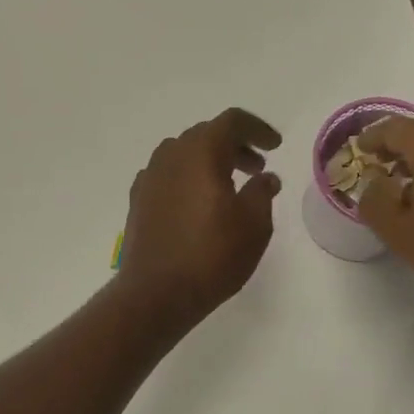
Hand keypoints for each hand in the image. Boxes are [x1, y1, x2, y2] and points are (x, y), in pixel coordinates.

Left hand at [117, 108, 282, 329]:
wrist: (156, 292)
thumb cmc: (212, 255)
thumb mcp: (254, 225)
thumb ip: (262, 193)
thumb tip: (265, 178)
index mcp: (201, 151)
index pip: (232, 122)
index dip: (257, 129)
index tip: (275, 146)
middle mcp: (171, 155)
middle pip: (206, 135)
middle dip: (235, 146)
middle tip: (256, 168)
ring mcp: (150, 177)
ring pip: (184, 155)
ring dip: (209, 162)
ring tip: (229, 186)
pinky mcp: (138, 201)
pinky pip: (168, 176)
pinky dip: (188, 179)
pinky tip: (198, 204)